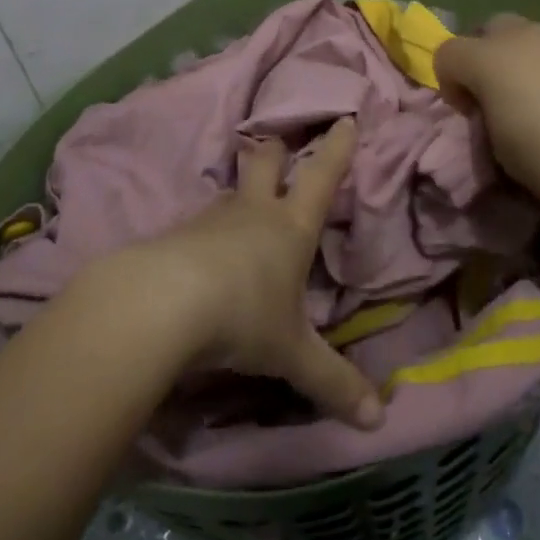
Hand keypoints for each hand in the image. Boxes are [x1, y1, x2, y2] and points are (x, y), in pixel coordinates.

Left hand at [123, 117, 383, 429]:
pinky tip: (199, 252)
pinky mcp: (173, 236)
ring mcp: (209, 220)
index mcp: (290, 227)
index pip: (322, 176)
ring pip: (228, 193)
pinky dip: (203, 232)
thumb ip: (332, 382)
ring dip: (237, 192)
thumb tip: (378, 420)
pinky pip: (196, 226)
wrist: (160, 305)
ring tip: (239, 202)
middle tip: (278, 142)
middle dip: (276, 151)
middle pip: (266, 163)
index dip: (337, 148)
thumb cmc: (243, 316)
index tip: (345, 118)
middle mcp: (252, 213)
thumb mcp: (291, 354)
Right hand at [435, 16, 539, 217]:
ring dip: (525, 59)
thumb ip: (487, 117)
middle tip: (501, 94)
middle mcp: (522, 36)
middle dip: (487, 55)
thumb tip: (494, 107)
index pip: (446, 53)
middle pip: (489, 28)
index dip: (450, 82)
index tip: (469, 112)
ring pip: (530, 35)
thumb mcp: (501, 151)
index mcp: (489, 60)